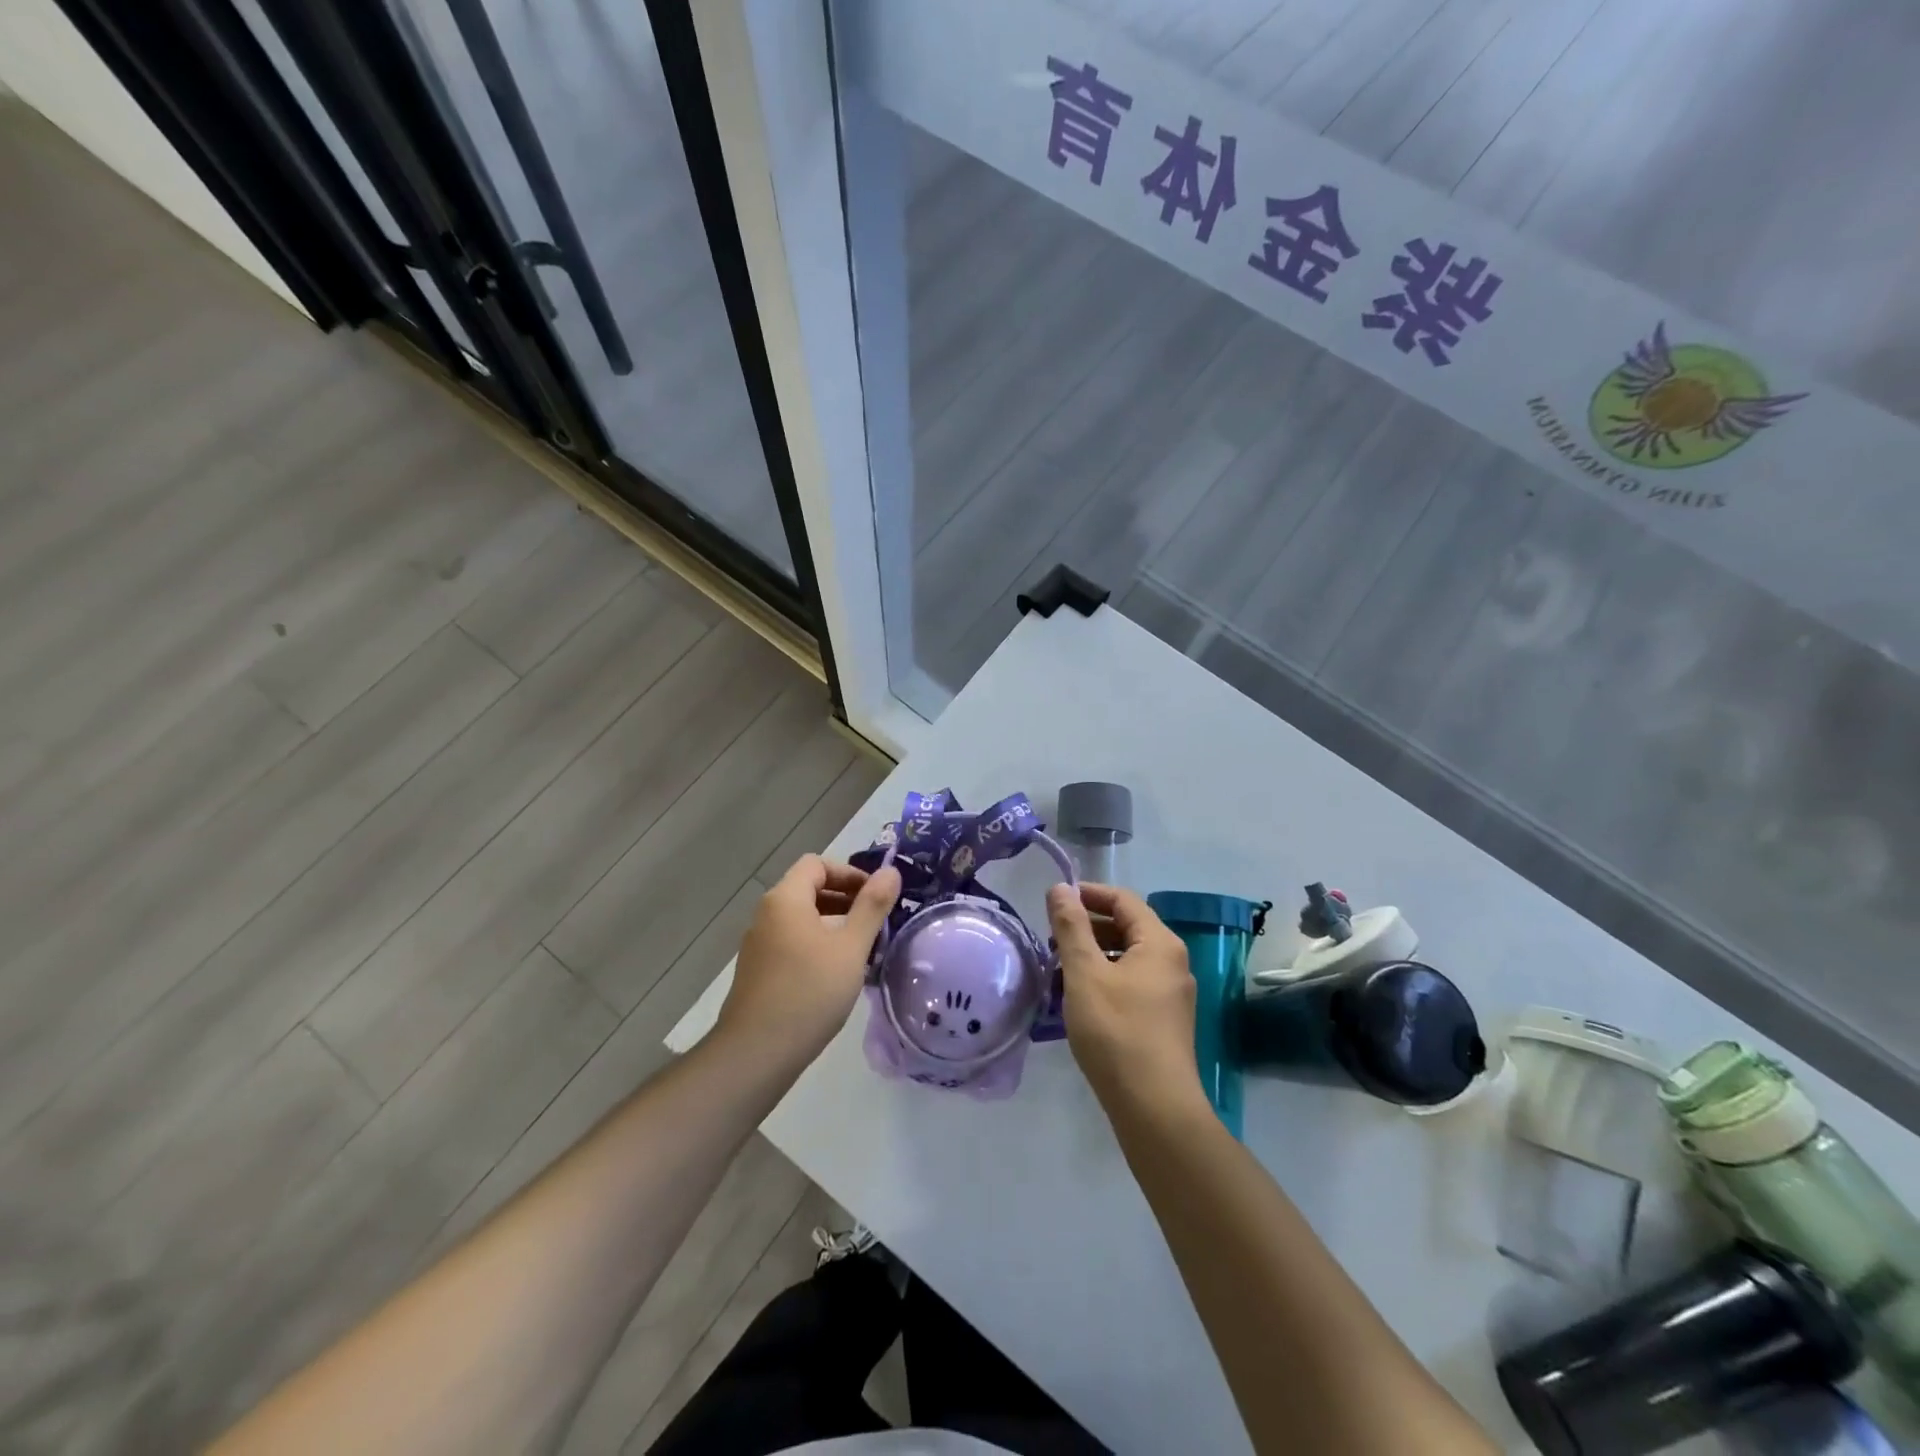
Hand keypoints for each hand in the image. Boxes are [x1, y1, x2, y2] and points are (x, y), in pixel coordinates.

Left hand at [719, 855, 900, 1066]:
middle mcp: (766, 914)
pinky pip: (791, 941)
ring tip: (861, 947)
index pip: (817, 864)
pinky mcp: (758, 971)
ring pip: (801, 918)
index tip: (875, 896)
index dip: (849, 873)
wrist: (756, 1053)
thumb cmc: (809, 992)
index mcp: (785, 899)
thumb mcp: (850, 948)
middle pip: (807, 888)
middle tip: (875, 921)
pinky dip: (816, 943)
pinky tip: (836, 973)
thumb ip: (872, 907)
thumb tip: (891, 871)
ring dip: (832, 922)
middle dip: (844, 898)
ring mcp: (758, 944)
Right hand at [1047, 882, 1202, 1111]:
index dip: (1088, 893)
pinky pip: (1131, 983)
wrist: (1155, 1108)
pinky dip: (1104, 978)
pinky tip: (1079, 998)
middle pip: (1127, 927)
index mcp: (1160, 943)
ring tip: (1059, 968)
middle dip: (1087, 926)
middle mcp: (1172, 962)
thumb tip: (1060, 888)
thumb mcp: (1085, 973)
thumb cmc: (1116, 1031)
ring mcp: (1171, 993)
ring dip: (1093, 954)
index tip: (1054, 900)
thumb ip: (1071, 927)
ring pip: (1127, 957)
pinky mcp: (1164, 1020)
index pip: (1123, 899)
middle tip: (1051, 937)